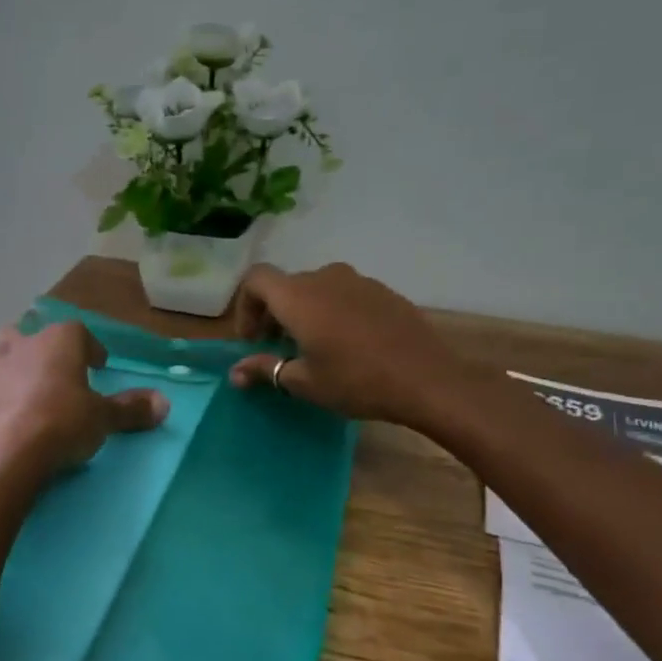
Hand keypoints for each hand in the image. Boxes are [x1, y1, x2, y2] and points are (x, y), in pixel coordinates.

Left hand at [0, 322, 167, 486]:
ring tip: (7, 380)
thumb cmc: (61, 427)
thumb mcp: (103, 420)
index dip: (88, 348)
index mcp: (57, 343)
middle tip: (48, 373)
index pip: (77, 332)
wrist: (4, 456)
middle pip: (25, 334)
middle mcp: (17, 345)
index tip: (96, 367)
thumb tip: (165, 403)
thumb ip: (132, 409)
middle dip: (36, 349)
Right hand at [229, 262, 464, 427]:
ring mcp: (358, 281)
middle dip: (274, 313)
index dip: (245, 306)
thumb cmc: (355, 381)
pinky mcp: (383, 291)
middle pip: (287, 285)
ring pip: (317, 288)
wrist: (426, 379)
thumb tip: (235, 373)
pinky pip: (345, 294)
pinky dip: (333, 311)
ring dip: (304, 312)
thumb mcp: (303, 382)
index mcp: (298, 297)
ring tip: (312, 346)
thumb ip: (265, 369)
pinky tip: (347, 344)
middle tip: (277, 348)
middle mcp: (325, 278)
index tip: (253, 339)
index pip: (256, 279)